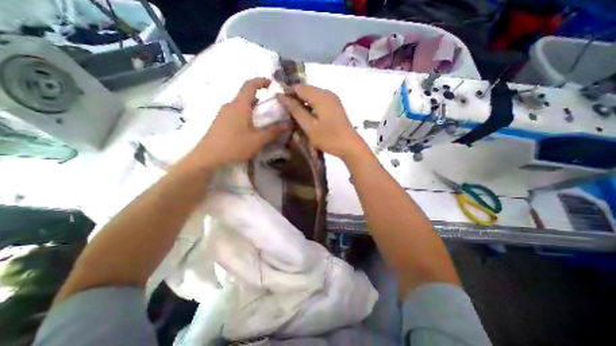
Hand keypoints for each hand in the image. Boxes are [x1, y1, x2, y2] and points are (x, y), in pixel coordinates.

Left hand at [181, 76, 288, 170]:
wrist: (208, 156)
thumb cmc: (234, 146)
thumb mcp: (257, 140)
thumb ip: (273, 131)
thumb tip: (289, 124)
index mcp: (239, 105)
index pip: (250, 85)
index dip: (261, 81)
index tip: (271, 83)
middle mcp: (230, 105)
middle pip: (245, 94)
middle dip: (258, 96)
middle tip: (270, 104)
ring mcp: (223, 113)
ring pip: (240, 104)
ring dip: (252, 106)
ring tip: (262, 116)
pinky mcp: (219, 121)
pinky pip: (235, 111)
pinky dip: (245, 113)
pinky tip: (249, 126)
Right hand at [281, 84, 369, 160]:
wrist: (350, 146)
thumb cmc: (329, 138)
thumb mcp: (309, 126)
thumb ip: (296, 110)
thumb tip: (282, 97)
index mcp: (320, 96)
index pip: (298, 87)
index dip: (287, 94)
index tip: (279, 105)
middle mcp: (327, 93)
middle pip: (306, 90)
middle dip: (295, 99)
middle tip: (287, 113)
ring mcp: (333, 99)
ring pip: (312, 96)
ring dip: (303, 104)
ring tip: (296, 116)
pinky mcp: (335, 106)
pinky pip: (319, 101)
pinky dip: (311, 107)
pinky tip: (308, 117)